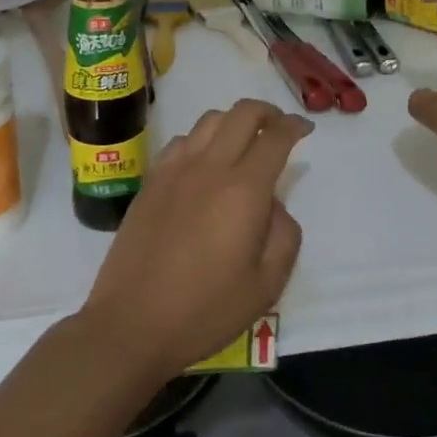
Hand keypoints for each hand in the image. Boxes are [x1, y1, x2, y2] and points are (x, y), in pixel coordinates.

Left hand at [79, 99, 310, 383]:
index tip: (306, 129)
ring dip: (234, 121)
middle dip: (268, 112)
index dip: (295, 126)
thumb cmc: (205, 310)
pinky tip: (204, 164)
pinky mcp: (151, 181)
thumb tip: (274, 205)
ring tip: (243, 143)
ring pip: (210, 119)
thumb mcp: (267, 284)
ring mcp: (175, 170)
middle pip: (242, 112)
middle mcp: (209, 167)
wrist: (131, 324)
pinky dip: (201, 139)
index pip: (275, 137)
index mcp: (243, 190)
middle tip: (279, 128)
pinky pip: (181, 140)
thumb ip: (284, 235)